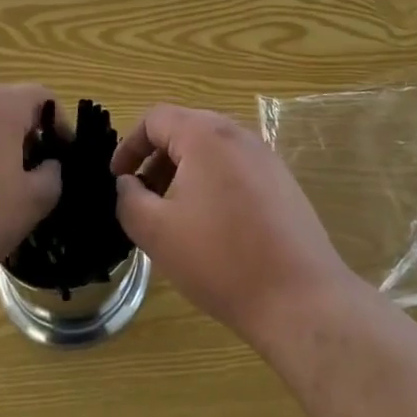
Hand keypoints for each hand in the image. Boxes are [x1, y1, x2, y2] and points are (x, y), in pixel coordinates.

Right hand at [112, 105, 353, 346]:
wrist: (299, 298)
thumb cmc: (220, 259)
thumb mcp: (157, 232)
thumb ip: (128, 199)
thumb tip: (127, 184)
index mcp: (205, 135)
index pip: (155, 118)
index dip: (129, 145)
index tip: (117, 180)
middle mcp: (237, 134)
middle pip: (185, 129)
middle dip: (156, 160)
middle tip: (142, 198)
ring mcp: (265, 156)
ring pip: (211, 150)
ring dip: (184, 173)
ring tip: (174, 216)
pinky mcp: (282, 182)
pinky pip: (235, 168)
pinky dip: (212, 184)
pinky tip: (212, 227)